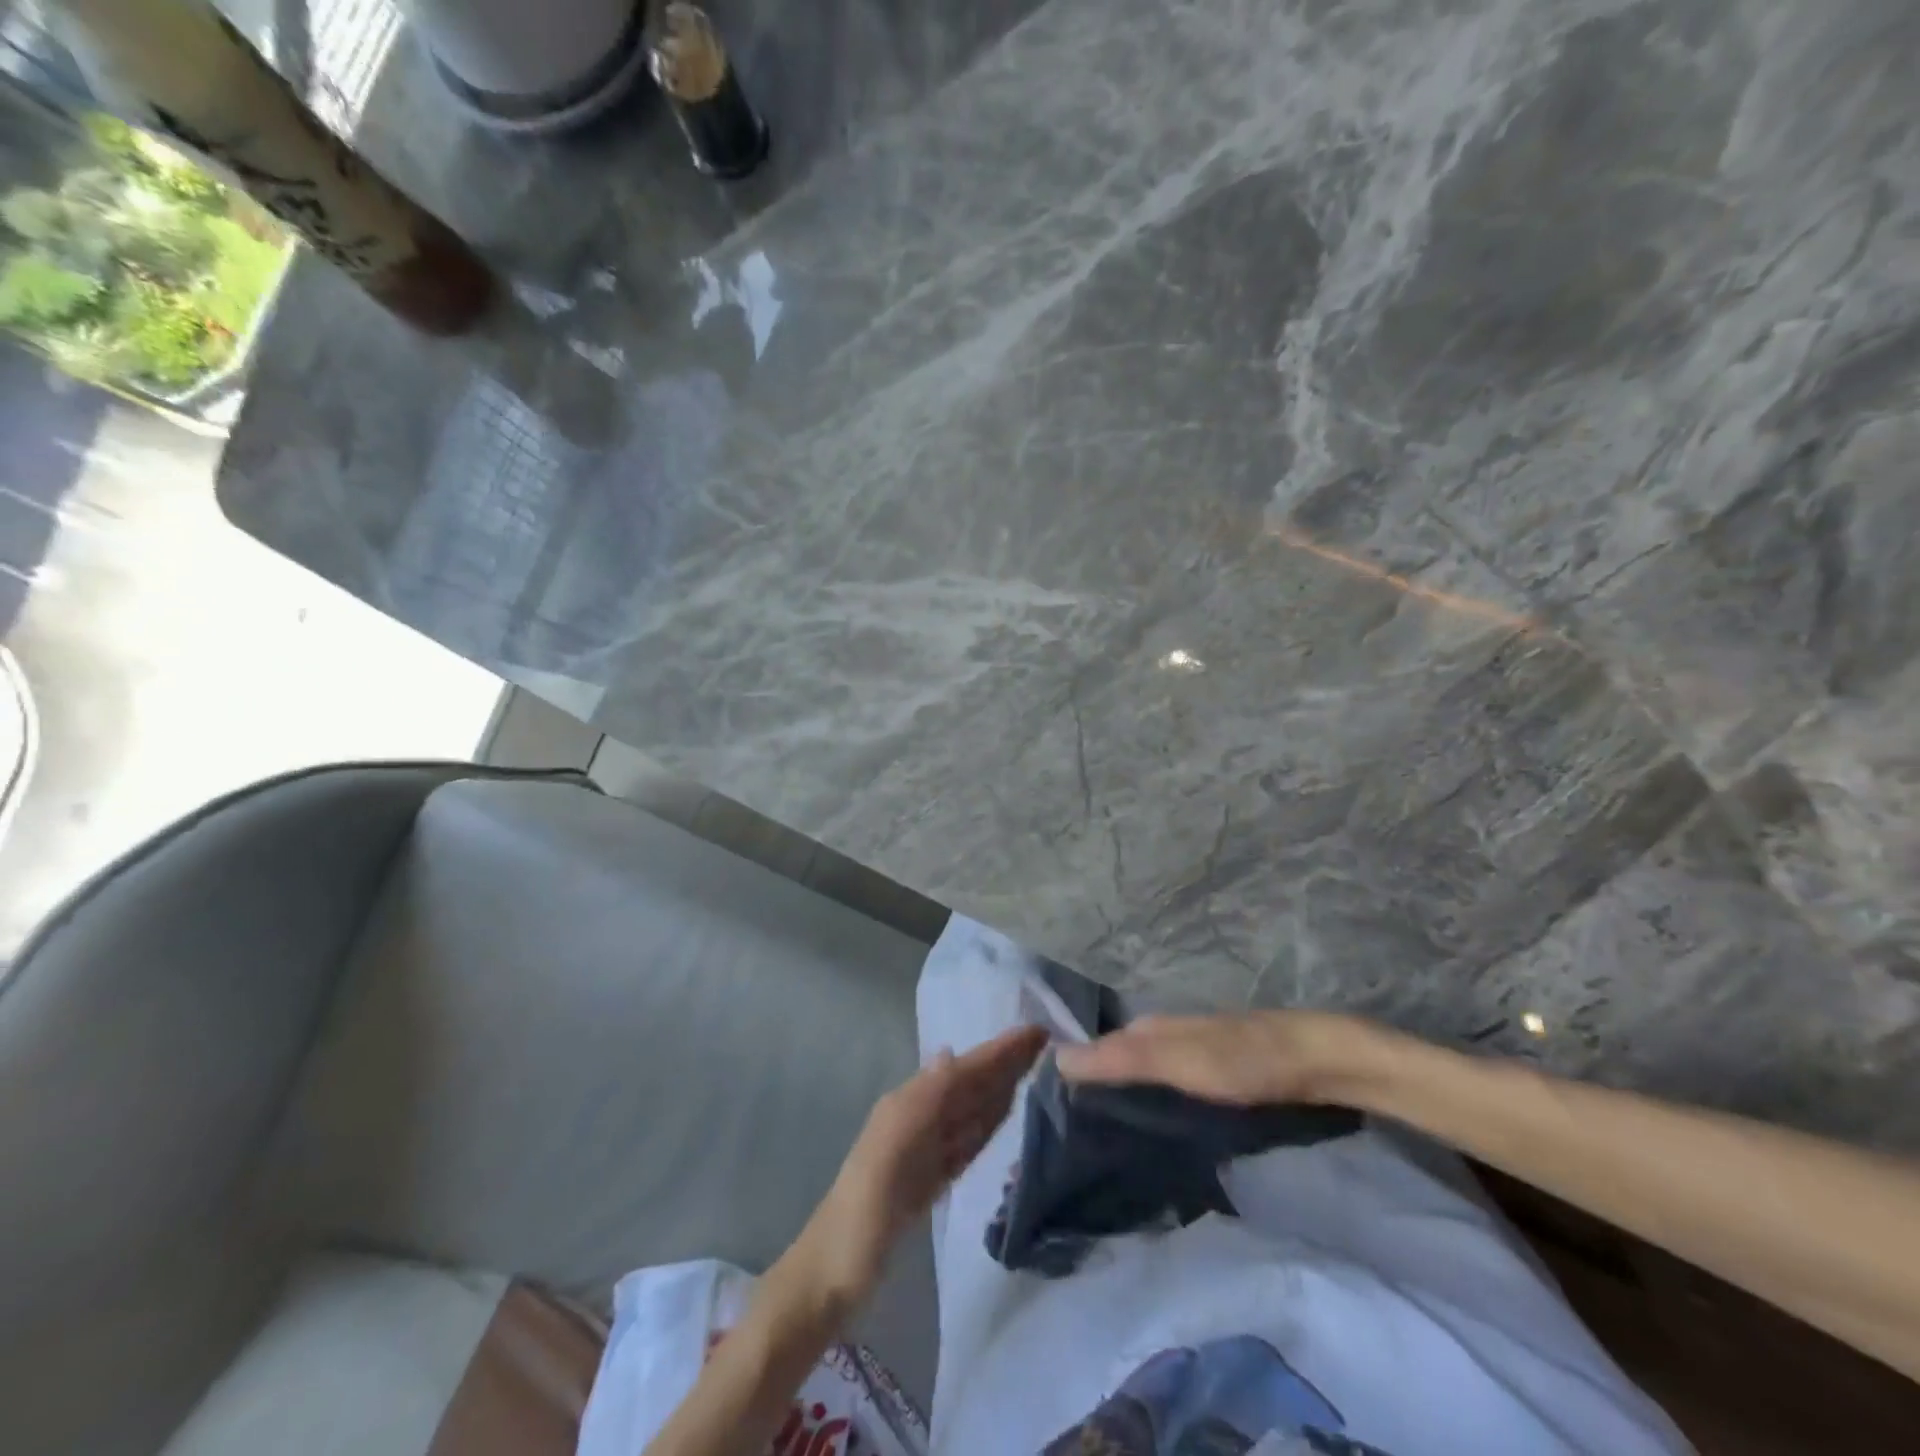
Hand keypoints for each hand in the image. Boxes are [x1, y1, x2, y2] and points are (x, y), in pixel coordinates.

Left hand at [785, 1025, 1046, 1315]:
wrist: (832, 1276)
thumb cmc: (863, 1214)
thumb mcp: (890, 1151)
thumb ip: (922, 1104)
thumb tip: (951, 1053)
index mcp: (907, 1106)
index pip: (962, 1070)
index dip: (997, 1051)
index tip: (1036, 1032)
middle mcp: (916, 1119)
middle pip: (969, 1086)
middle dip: (1003, 1064)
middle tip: (1046, 1045)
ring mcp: (923, 1151)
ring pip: (970, 1110)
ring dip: (999, 1089)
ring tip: (1032, 1070)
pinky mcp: (929, 1181)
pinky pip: (965, 1142)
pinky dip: (985, 1125)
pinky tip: (1001, 1117)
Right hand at [1055, 1010, 1394, 1105]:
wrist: (1319, 1062)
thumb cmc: (1242, 1061)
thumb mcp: (1176, 1061)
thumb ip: (1120, 1060)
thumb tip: (1055, 1057)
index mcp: (1148, 1028)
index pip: (1094, 1049)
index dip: (1070, 1073)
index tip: (1044, 1112)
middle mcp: (1164, 1036)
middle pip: (1117, 1062)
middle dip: (1092, 1090)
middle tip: (1067, 1137)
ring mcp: (1192, 1056)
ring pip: (1143, 1076)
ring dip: (1122, 1100)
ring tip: (1099, 1142)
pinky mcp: (1216, 1077)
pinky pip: (1168, 1089)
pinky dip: (1152, 1105)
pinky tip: (1151, 1131)